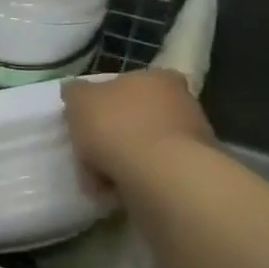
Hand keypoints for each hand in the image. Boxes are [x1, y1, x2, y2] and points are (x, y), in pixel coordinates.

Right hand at [62, 70, 213, 186]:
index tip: (88, 119)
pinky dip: (135, 179)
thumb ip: (75, 92)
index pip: (128, 82)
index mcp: (157, 77)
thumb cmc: (117, 126)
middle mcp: (182, 102)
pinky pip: (153, 172)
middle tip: (89, 151)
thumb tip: (76, 91)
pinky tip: (116, 189)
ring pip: (144, 146)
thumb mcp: (79, 99)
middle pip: (136, 116)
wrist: (161, 177)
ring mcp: (193, 139)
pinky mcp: (193, 172)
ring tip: (99, 177)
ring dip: (122, 159)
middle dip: (113, 134)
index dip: (104, 100)